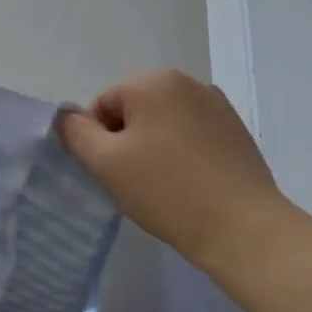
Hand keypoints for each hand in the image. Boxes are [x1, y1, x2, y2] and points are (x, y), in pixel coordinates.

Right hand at [58, 70, 293, 275]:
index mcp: (154, 82)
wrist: (242, 228)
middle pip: (134, 111)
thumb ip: (76, 133)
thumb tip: (68, 118)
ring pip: (164, 124)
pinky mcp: (237, 130)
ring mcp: (218, 105)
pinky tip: (190, 185)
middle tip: (136, 182)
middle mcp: (188, 83)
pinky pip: (192, 136)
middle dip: (127, 143)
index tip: (114, 174)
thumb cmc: (166, 191)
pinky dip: (182, 155)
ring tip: (165, 186)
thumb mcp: (105, 163)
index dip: (99, 142)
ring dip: (154, 149)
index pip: (103, 106)